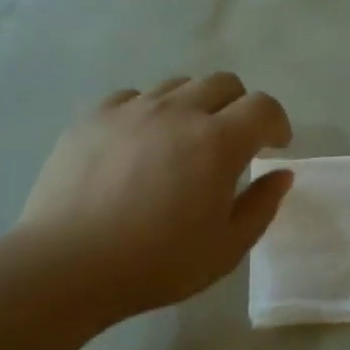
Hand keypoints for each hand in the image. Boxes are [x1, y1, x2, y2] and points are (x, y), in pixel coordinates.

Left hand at [19, 74, 293, 319]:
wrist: (68, 265)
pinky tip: (139, 145)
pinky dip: (149, 112)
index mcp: (217, 142)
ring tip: (183, 143)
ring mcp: (131, 110)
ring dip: (194, 106)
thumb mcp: (227, 248)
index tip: (275, 146)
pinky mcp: (92, 117)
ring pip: (177, 86)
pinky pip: (132, 98)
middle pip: (223, 83)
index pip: (263, 107)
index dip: (277, 123)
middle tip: (233, 143)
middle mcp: (177, 112)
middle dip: (239, 108)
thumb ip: (261, 206)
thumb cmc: (158, 264)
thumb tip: (281, 174)